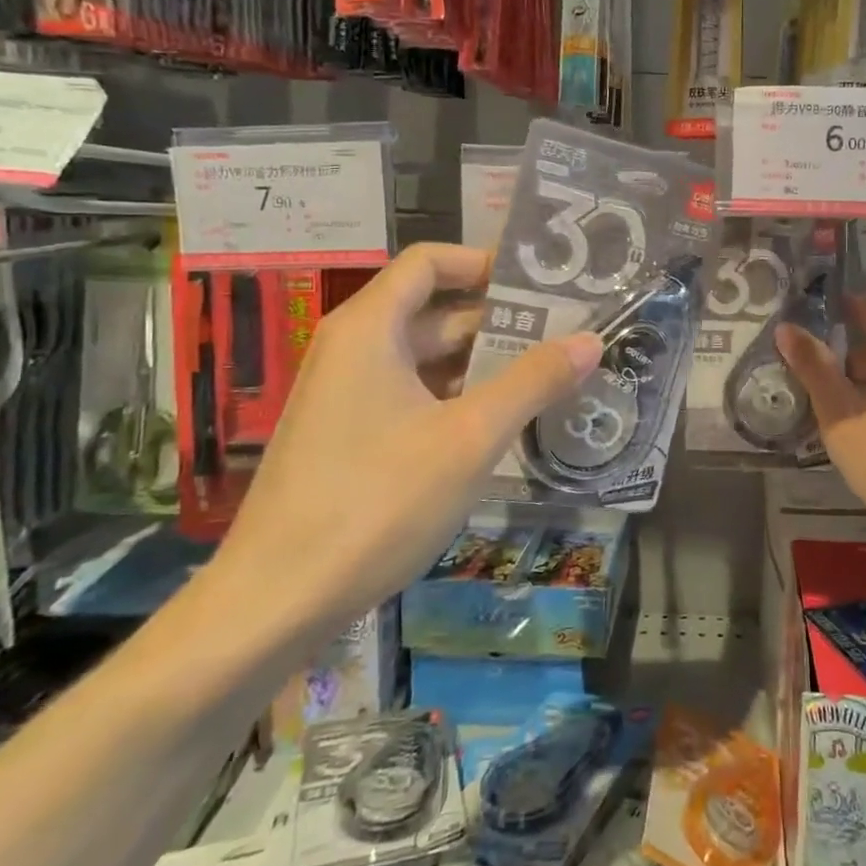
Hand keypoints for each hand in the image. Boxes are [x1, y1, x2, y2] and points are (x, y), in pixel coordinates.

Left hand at [211, 243, 602, 637]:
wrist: (274, 603)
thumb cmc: (376, 503)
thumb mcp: (470, 438)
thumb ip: (533, 382)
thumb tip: (591, 339)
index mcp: (369, 329)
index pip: (429, 262)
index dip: (484, 262)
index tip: (540, 281)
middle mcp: (351, 349)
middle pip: (432, 310)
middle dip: (498, 319)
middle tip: (564, 333)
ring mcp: (345, 395)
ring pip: (423, 358)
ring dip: (481, 363)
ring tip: (546, 376)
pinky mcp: (345, 436)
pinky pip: (409, 394)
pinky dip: (454, 397)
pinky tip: (498, 424)